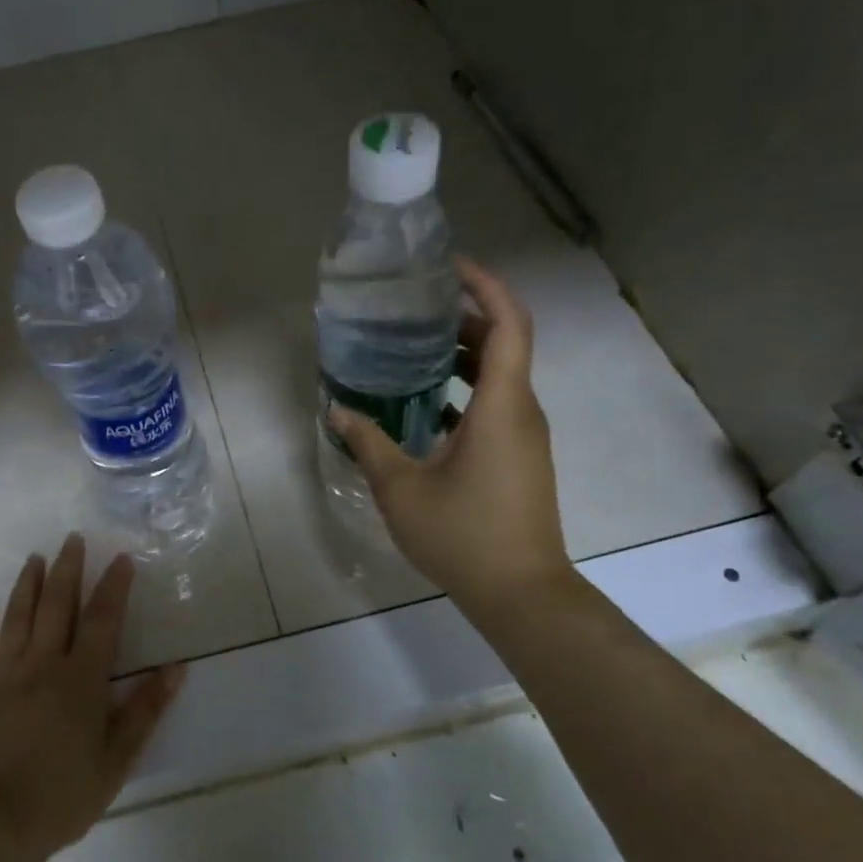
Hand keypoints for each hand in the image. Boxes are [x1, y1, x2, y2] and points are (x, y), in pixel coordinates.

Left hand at [0, 534, 184, 861]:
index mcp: (81, 678)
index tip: (122, 559)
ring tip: (34, 559)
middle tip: (72, 539)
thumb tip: (177, 668)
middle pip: (56, 606)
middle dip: (67, 569)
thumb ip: (146, 709)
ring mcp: (5, 676)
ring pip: (17, 619)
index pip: (102, 620)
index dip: (114, 587)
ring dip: (27, 585)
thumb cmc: (64, 793)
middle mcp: (42, 665)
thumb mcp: (118, 758)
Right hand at [328, 256, 570, 607]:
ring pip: (500, 376)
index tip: (448, 267)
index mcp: (502, 406)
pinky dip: (464, 390)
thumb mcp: (401, 488)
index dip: (485, 286)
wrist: (521, 594)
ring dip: (461, 356)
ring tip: (410, 350)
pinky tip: (422, 406)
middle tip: (413, 309)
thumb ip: (368, 443)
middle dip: (462, 318)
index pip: (508, 324)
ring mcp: (525, 437)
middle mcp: (522, 412)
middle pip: (504, 343)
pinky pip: (496, 405)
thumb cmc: (463, 535)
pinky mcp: (520, 458)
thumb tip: (337, 410)